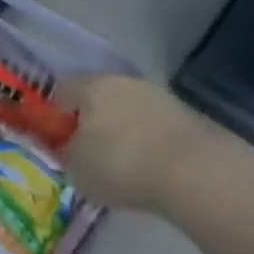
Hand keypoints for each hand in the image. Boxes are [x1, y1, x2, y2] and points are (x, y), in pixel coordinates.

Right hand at [59, 75, 206, 210]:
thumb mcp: (77, 169)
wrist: (197, 173)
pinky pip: (155, 125)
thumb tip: (72, 149)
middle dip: (93, 119)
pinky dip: (150, 141)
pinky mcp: (188, 114)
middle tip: (90, 150)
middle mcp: (123, 81)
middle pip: (99, 96)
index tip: (58, 138)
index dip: (56, 114)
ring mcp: (158, 95)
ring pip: (129, 109)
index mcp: (90, 86)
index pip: (62, 90)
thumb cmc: (122, 165)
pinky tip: (151, 167)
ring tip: (124, 163)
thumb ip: (67, 154)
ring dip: (124, 129)